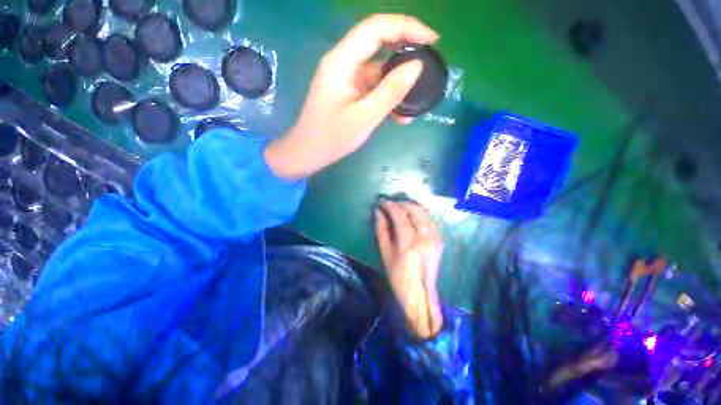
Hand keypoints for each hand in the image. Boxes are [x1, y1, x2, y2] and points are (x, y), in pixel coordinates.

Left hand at [265, 15, 438, 179]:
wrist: (310, 153)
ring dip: (398, 81)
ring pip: (378, 69)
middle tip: (429, 62)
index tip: (432, 39)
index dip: (407, 27)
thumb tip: (417, 66)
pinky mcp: (349, 93)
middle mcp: (343, 63)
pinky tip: (401, 114)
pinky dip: (387, 96)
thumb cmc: (333, 138)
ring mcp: (346, 78)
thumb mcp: (365, 117)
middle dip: (406, 48)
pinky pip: (372, 87)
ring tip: (418, 95)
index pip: (376, 28)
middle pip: (378, 43)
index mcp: (342, 61)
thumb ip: (390, 91)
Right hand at [376, 200, 443, 337]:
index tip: (381, 202)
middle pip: (414, 209)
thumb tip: (379, 213)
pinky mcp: (439, 239)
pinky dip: (420, 213)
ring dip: (411, 206)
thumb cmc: (398, 276)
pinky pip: (430, 219)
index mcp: (408, 242)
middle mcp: (424, 237)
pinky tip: (412, 215)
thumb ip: (382, 230)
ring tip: (400, 208)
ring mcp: (435, 237)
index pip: (399, 214)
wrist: (420, 293)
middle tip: (391, 205)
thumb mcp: (385, 253)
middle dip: (401, 203)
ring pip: (424, 212)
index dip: (389, 205)